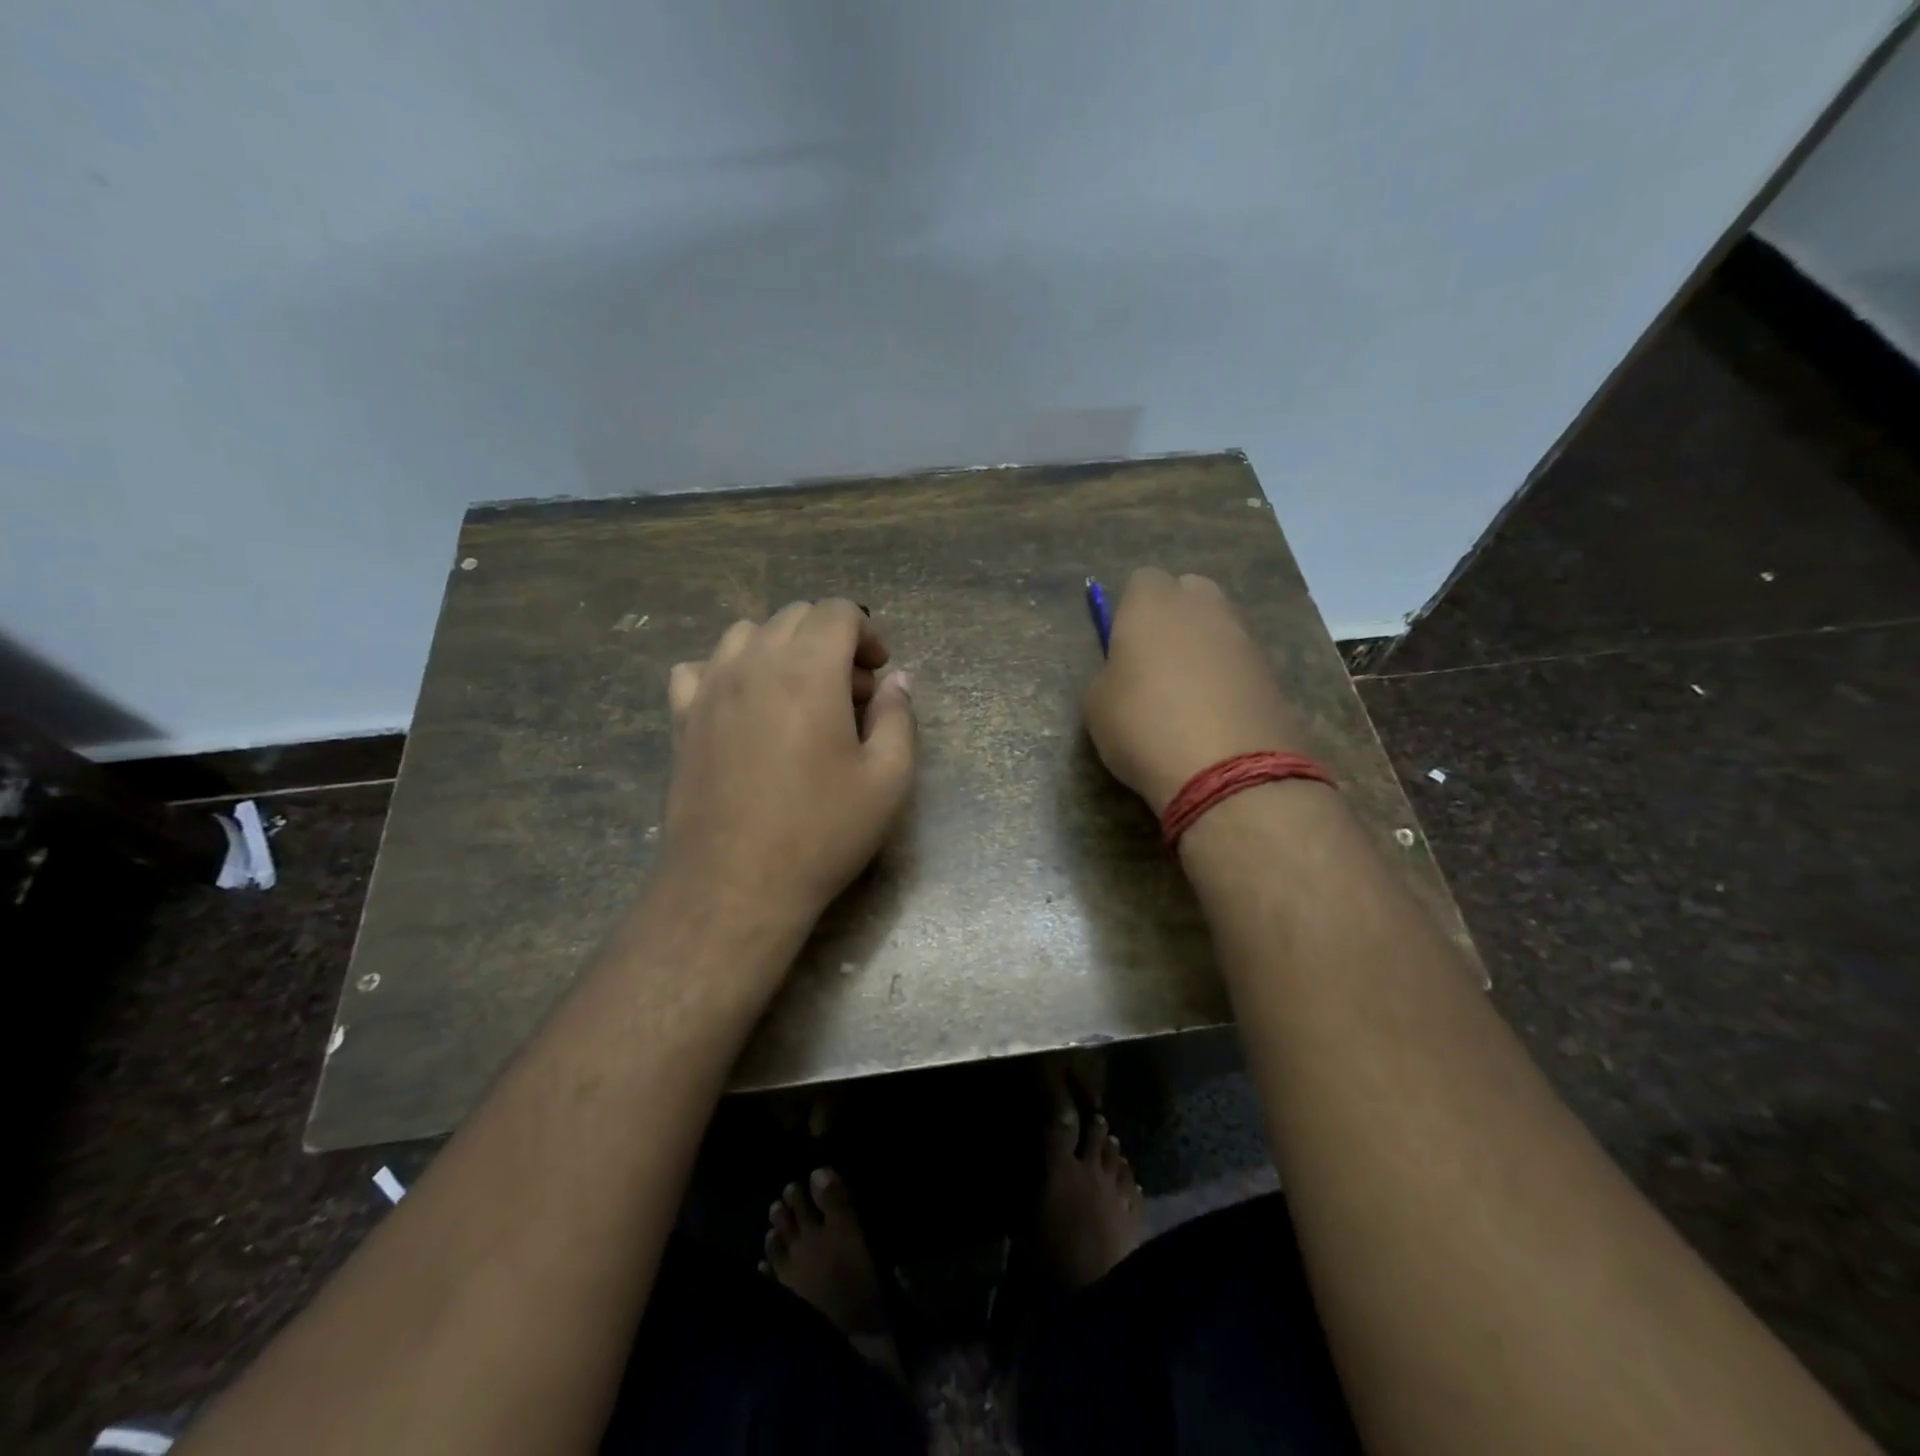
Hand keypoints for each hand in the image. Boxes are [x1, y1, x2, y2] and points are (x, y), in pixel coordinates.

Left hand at [660, 600, 915, 932]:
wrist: (735, 885)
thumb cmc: (821, 833)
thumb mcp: (887, 780)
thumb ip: (898, 718)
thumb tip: (897, 681)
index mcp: (808, 671)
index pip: (838, 611)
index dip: (867, 633)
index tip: (878, 673)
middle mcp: (754, 664)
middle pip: (794, 617)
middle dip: (830, 641)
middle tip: (850, 695)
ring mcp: (709, 688)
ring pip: (746, 634)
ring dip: (781, 650)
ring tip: (799, 697)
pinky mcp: (682, 718)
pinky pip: (701, 668)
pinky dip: (728, 672)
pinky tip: (744, 708)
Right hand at [1083, 568, 1305, 812]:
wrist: (1226, 770)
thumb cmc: (1143, 726)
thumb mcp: (1097, 703)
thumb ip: (1111, 673)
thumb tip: (1127, 672)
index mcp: (1152, 603)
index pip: (1142, 581)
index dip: (1131, 611)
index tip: (1122, 647)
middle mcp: (1203, 607)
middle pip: (1189, 593)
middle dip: (1174, 618)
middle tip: (1155, 664)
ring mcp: (1244, 637)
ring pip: (1218, 627)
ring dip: (1203, 649)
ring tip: (1186, 697)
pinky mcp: (1272, 672)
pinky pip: (1239, 663)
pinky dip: (1227, 679)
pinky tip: (1214, 717)